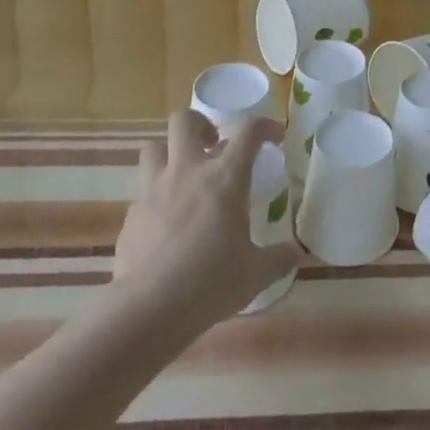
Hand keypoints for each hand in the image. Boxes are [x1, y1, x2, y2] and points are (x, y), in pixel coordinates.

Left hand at [111, 110, 302, 329]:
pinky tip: (164, 222)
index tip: (273, 136)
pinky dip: (155, 196)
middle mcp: (187, 171)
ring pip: (154, 147)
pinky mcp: (131, 214)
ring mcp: (154, 189)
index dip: (264, 126)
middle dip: (200, 124)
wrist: (148, 309)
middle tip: (213, 145)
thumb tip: (298, 254)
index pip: (248, 131)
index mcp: (225, 177)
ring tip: (183, 175)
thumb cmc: (209, 283)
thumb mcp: (255, 274)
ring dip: (169, 153)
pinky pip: (142, 190)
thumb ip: (278, 259)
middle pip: (185, 120)